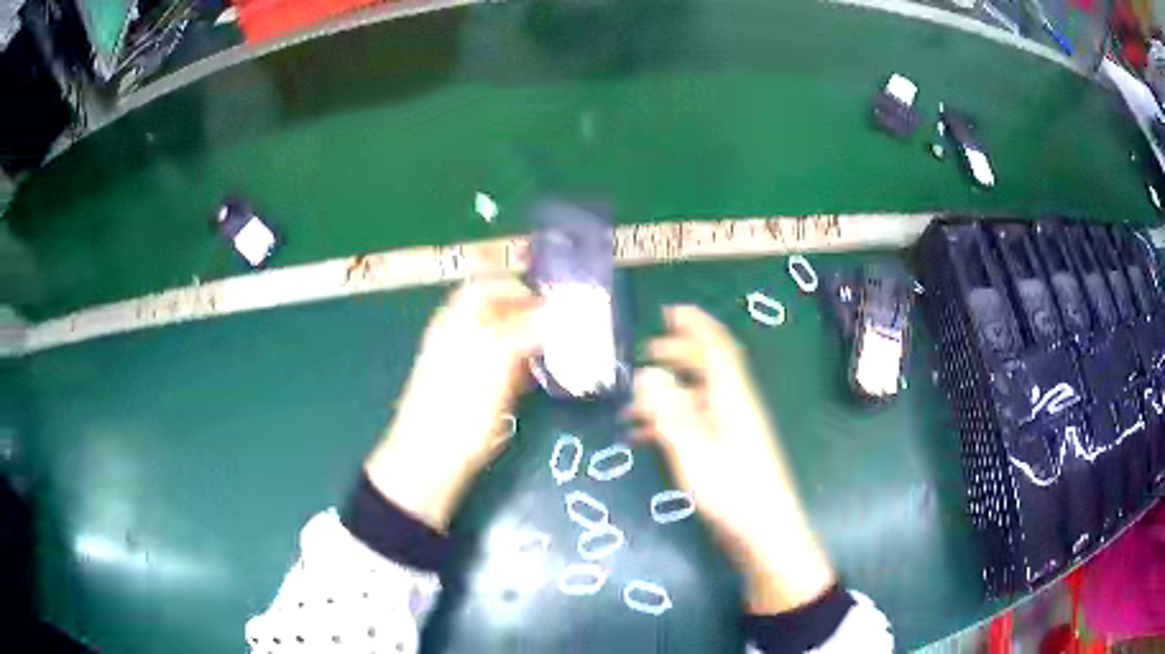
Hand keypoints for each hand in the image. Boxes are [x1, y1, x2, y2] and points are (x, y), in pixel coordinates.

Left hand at [365, 278, 541, 531]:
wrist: (430, 462)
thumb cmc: (459, 406)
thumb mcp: (493, 360)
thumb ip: (525, 329)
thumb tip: (557, 310)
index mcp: (455, 321)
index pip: (487, 286)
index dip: (518, 287)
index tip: (552, 300)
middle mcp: (458, 337)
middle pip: (497, 312)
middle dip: (531, 314)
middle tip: (564, 325)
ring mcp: (465, 366)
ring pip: (503, 340)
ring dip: (530, 341)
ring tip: (560, 350)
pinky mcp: (474, 393)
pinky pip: (503, 368)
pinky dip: (523, 367)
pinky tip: (540, 379)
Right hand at [630, 306, 835, 613]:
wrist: (765, 533)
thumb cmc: (733, 493)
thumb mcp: (695, 453)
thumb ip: (669, 413)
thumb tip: (648, 374)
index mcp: (733, 399)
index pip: (717, 348)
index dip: (697, 325)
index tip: (672, 310)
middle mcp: (735, 407)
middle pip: (709, 367)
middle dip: (679, 353)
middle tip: (647, 351)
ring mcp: (732, 430)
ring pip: (699, 396)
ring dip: (669, 390)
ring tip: (635, 400)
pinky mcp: (727, 452)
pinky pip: (696, 422)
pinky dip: (671, 419)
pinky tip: (645, 436)